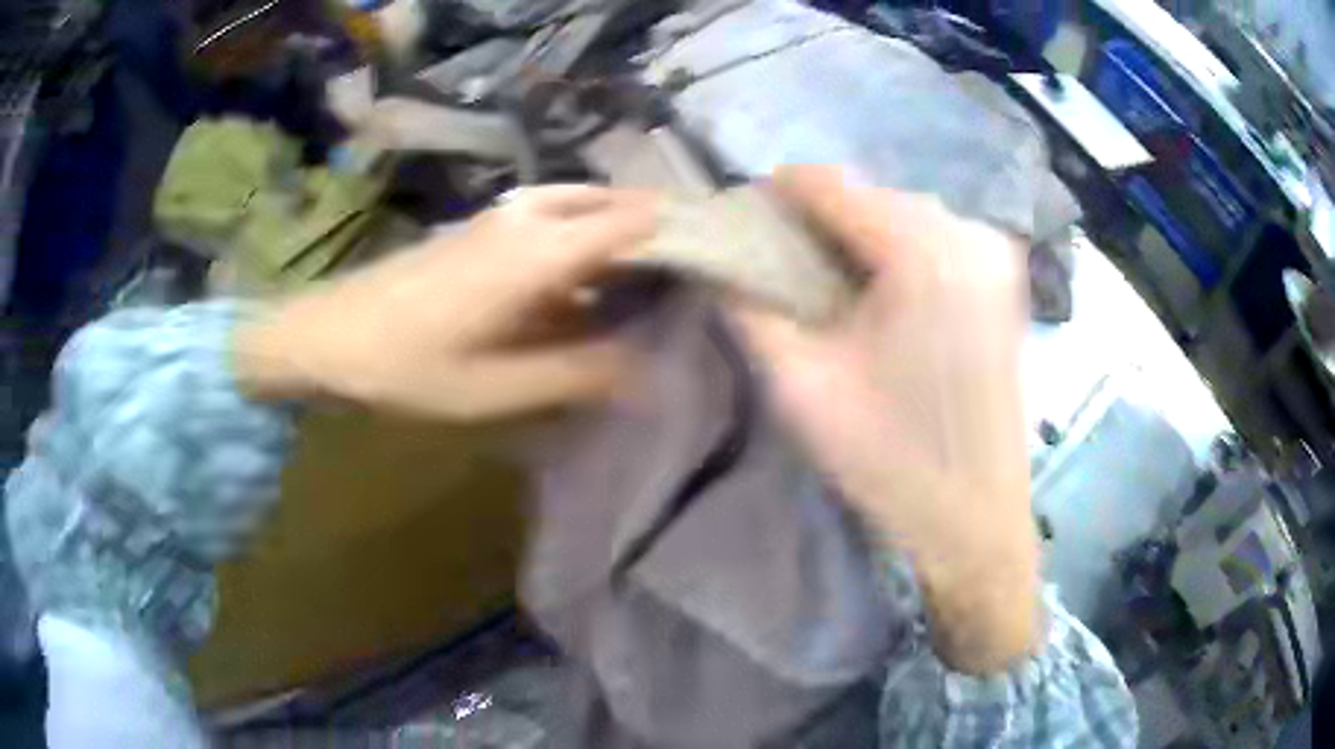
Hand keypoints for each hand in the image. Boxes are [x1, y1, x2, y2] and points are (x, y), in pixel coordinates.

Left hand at [233, 185, 657, 419]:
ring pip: (587, 206)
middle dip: (661, 232)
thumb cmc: (407, 367)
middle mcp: (530, 216)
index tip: (725, 268)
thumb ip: (579, 376)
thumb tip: (653, 373)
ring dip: (624, 234)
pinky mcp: (485, 228)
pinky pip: (556, 219)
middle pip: (617, 204)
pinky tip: (593, 282)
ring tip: (655, 282)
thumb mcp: (496, 389)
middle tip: (695, 280)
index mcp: (540, 249)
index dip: (686, 237)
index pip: (638, 222)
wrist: (328, 336)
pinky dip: (588, 240)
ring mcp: (503, 216)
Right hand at [731, 166, 1039, 674]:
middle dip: (815, 222)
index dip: (773, 197)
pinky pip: (932, 239)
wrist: (977, 519)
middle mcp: (967, 231)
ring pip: (899, 213)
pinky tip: (879, 300)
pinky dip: (894, 253)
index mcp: (922, 250)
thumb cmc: (891, 461)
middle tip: (779, 270)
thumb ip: (748, 307)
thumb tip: (717, 258)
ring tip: (826, 289)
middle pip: (866, 195)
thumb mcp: (801, 386)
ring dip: (855, 238)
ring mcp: (994, 252)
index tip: (740, 229)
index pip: (827, 183)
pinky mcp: (1003, 278)